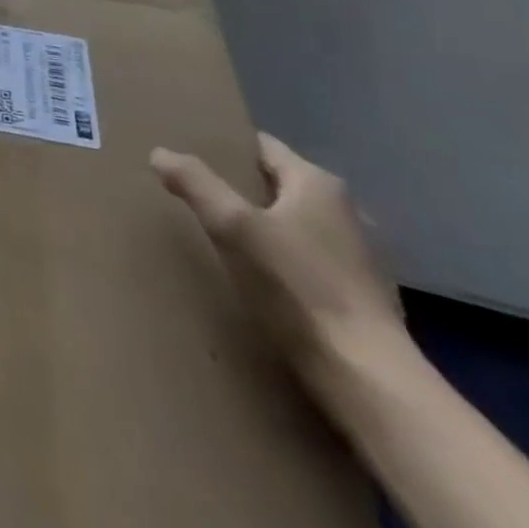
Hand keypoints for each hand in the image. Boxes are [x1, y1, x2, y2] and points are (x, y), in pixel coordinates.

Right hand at [150, 133, 409, 392]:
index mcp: (318, 184)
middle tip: (196, 196)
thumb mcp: (233, 226)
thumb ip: (194, 183)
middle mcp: (345, 211)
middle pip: (276, 185)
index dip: (224, 147)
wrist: (368, 381)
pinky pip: (308, 262)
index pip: (261, 146)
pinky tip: (259, 281)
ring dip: (261, 228)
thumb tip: (160, 153)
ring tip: (222, 239)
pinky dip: (282, 262)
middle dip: (238, 188)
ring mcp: (358, 257)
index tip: (190, 155)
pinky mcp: (362, 298)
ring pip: (293, 225)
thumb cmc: (298, 288)